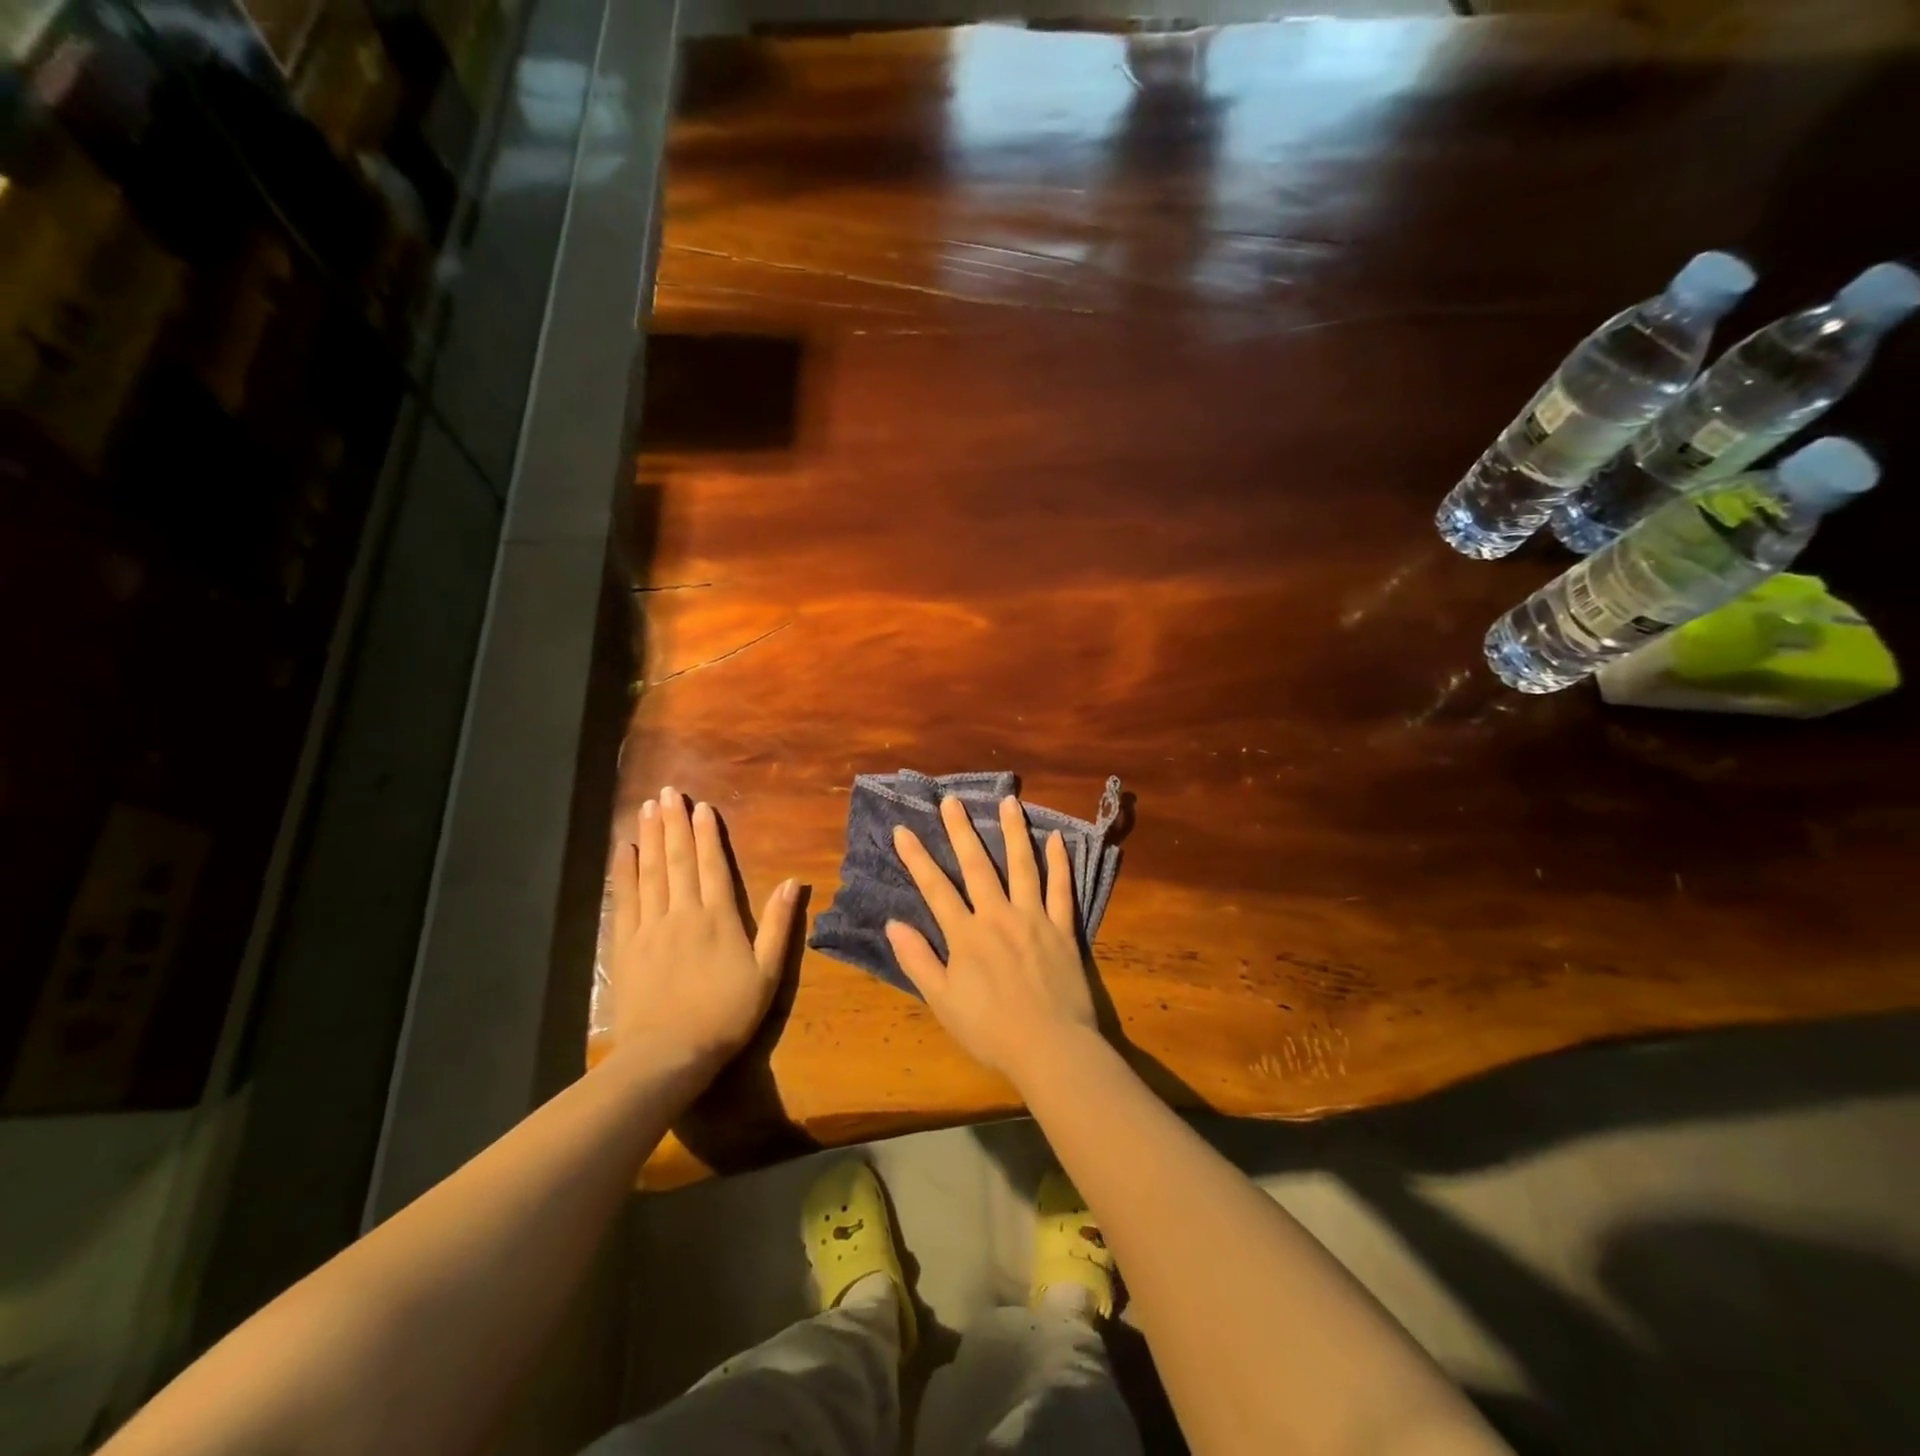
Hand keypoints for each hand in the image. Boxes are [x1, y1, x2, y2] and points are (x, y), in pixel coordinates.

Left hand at [607, 786, 798, 1075]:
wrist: (668, 1054)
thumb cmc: (725, 1014)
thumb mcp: (767, 973)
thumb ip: (779, 925)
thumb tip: (794, 882)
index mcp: (719, 918)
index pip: (713, 866)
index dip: (707, 835)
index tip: (702, 807)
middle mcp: (683, 913)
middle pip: (678, 860)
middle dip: (674, 824)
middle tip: (667, 793)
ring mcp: (650, 927)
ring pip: (651, 872)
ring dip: (650, 838)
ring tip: (647, 808)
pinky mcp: (625, 945)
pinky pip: (625, 900)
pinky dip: (625, 872)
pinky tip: (624, 851)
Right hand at [887, 795, 1099, 1084]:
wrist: (1050, 1047)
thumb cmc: (990, 1030)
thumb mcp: (942, 1002)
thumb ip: (918, 960)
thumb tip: (893, 924)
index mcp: (966, 934)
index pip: (935, 888)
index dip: (917, 858)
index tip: (903, 830)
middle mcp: (998, 915)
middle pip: (976, 865)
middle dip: (961, 830)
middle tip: (951, 800)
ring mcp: (1034, 918)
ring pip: (1022, 865)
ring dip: (1013, 831)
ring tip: (1009, 801)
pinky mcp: (1062, 928)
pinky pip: (1061, 889)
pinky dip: (1058, 863)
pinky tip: (1055, 839)